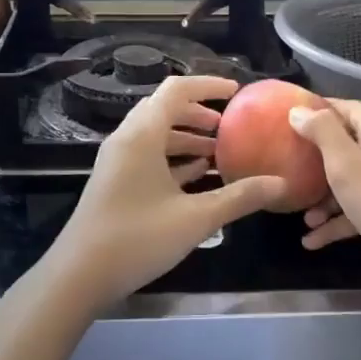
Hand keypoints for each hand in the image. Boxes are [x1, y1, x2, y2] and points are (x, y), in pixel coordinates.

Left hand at [44, 75, 288, 310]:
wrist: (79, 274)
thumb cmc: (137, 238)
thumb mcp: (196, 218)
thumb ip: (240, 197)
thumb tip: (281, 184)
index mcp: (142, 135)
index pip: (176, 90)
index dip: (208, 85)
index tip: (237, 92)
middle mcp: (126, 140)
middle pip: (164, 109)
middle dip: (198, 113)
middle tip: (229, 126)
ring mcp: (117, 162)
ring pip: (155, 135)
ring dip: (186, 138)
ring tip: (219, 152)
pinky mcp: (114, 182)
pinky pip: (147, 156)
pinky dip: (172, 158)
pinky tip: (197, 177)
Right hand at [289, 99, 360, 303]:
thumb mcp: (346, 163)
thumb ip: (322, 133)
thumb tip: (298, 111)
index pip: (351, 109)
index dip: (325, 107)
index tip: (294, 114)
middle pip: (347, 147)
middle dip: (316, 157)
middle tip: (289, 164)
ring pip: (348, 184)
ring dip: (323, 198)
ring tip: (301, 215)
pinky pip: (355, 213)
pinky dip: (334, 224)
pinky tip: (311, 241)